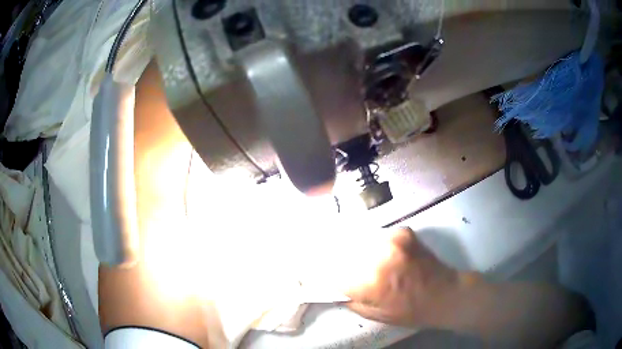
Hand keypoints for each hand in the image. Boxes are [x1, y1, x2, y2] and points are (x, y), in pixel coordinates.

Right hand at [341, 228, 470, 327]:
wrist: (444, 294)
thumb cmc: (410, 311)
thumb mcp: (374, 315)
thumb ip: (350, 300)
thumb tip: (336, 287)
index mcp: (370, 282)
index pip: (335, 272)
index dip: (332, 276)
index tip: (333, 278)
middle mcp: (378, 256)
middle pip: (345, 253)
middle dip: (345, 263)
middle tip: (353, 271)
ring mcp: (392, 240)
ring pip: (362, 243)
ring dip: (362, 253)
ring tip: (373, 264)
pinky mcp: (403, 232)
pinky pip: (380, 237)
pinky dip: (380, 246)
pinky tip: (390, 256)